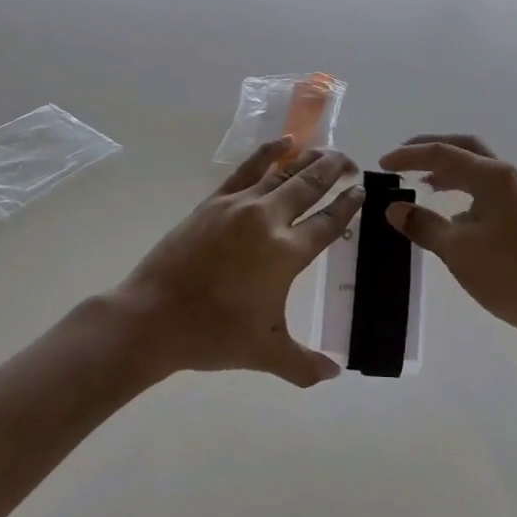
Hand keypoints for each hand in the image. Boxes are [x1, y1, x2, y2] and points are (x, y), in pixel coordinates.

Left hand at [113, 139, 361, 386]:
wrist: (154, 316)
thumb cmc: (214, 335)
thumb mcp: (266, 354)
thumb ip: (305, 365)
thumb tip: (334, 373)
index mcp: (287, 253)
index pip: (328, 223)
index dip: (348, 205)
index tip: (362, 190)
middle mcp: (268, 220)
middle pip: (310, 186)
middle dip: (334, 170)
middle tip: (351, 162)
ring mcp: (239, 205)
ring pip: (282, 172)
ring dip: (307, 159)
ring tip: (325, 150)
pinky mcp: (214, 201)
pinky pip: (248, 168)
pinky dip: (268, 152)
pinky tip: (283, 143)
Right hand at [379, 135, 516, 343]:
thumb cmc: (508, 273)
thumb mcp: (457, 249)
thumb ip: (423, 224)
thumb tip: (394, 208)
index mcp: (494, 177)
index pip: (443, 154)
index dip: (409, 156)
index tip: (382, 164)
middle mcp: (511, 178)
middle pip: (466, 149)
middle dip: (433, 150)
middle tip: (404, 160)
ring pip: (480, 172)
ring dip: (451, 173)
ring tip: (424, 185)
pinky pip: (491, 192)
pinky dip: (467, 193)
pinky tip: (454, 217)